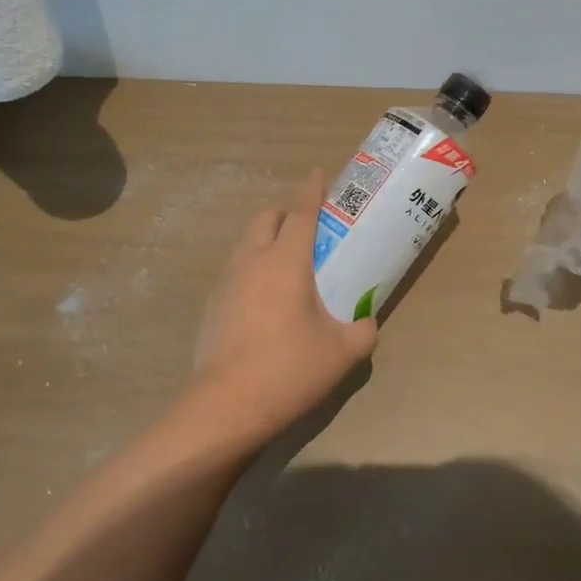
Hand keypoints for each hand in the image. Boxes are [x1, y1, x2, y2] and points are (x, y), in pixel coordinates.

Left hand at [189, 170, 378, 444]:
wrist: (226, 407)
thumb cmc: (289, 369)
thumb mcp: (343, 352)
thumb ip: (364, 330)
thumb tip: (368, 322)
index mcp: (286, 261)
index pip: (301, 212)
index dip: (312, 189)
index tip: (319, 173)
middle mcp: (252, 260)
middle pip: (267, 217)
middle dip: (287, 210)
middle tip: (309, 224)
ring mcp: (226, 282)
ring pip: (246, 242)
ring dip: (266, 237)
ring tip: (287, 259)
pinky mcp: (212, 305)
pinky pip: (235, 270)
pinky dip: (252, 267)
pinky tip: (265, 296)